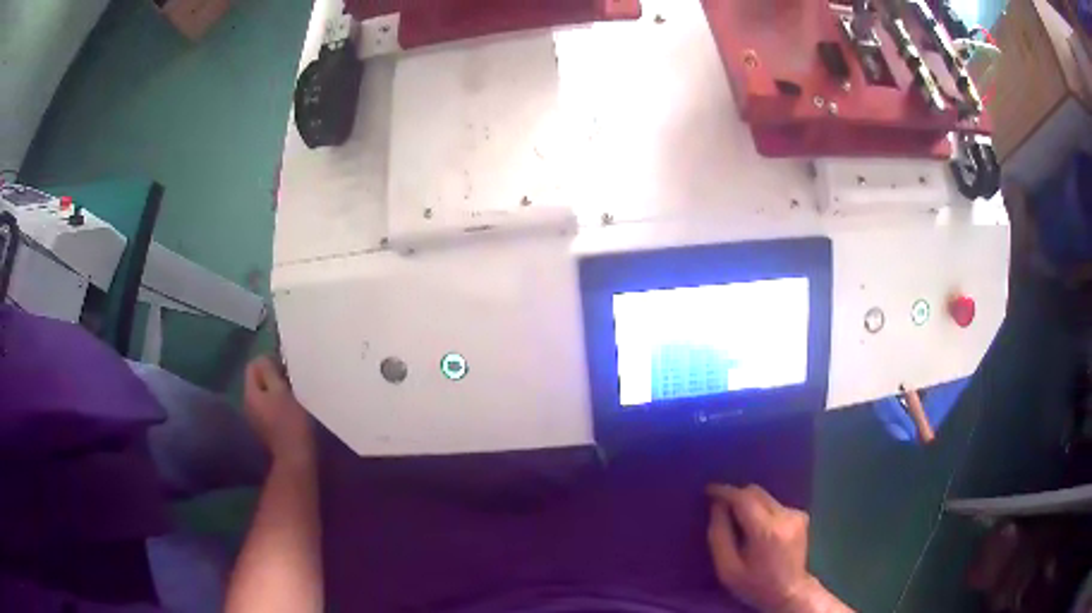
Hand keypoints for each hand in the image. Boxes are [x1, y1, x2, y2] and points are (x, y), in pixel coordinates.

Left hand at [244, 356, 314, 466]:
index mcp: (250, 393)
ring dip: (276, 391)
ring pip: (263, 395)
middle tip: (291, 381)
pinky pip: (268, 408)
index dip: (268, 361)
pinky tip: (290, 411)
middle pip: (257, 381)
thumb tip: (264, 359)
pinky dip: (277, 405)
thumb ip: (270, 372)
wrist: (296, 458)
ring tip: (293, 395)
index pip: (253, 366)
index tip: (286, 368)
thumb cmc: (291, 422)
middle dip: (272, 377)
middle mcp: (247, 404)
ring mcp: (255, 419)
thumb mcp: (282, 391)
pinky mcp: (265, 429)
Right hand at [706, 484, 817, 611]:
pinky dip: (761, 510)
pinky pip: (774, 504)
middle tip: (720, 506)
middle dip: (736, 496)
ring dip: (749, 503)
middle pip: (756, 492)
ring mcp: (796, 514)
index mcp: (766, 531)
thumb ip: (719, 536)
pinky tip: (758, 527)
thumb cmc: (755, 584)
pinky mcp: (801, 515)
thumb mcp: (727, 569)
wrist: (789, 592)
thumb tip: (716, 506)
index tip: (709, 490)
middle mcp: (785, 516)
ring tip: (738, 521)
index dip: (724, 491)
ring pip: (765, 497)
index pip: (743, 499)